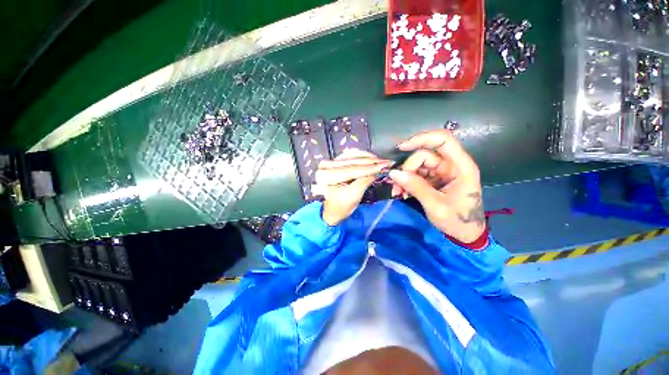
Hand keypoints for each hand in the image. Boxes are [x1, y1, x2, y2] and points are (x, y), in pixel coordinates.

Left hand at [315, 149, 393, 225]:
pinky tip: (367, 156)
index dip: (370, 168)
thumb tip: (377, 171)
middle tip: (385, 161)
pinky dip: (358, 155)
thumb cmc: (341, 207)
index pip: (352, 170)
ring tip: (378, 159)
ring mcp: (328, 164)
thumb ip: (364, 181)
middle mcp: (325, 167)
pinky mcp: (332, 164)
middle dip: (370, 161)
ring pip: (349, 156)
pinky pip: (346, 156)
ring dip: (365, 157)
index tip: (385, 165)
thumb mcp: (354, 196)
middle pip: (351, 162)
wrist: (330, 211)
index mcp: (326, 177)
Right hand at [388, 129, 484, 242]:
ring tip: (398, 192)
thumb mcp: (435, 205)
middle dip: (408, 168)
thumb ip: (415, 187)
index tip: (402, 147)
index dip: (422, 138)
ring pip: (418, 165)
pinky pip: (417, 174)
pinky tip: (403, 192)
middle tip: (398, 185)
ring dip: (405, 176)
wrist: (465, 234)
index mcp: (460, 167)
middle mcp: (451, 165)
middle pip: (424, 155)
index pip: (443, 140)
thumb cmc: (457, 220)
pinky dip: (407, 182)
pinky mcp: (435, 179)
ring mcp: (442, 172)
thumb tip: (393, 173)